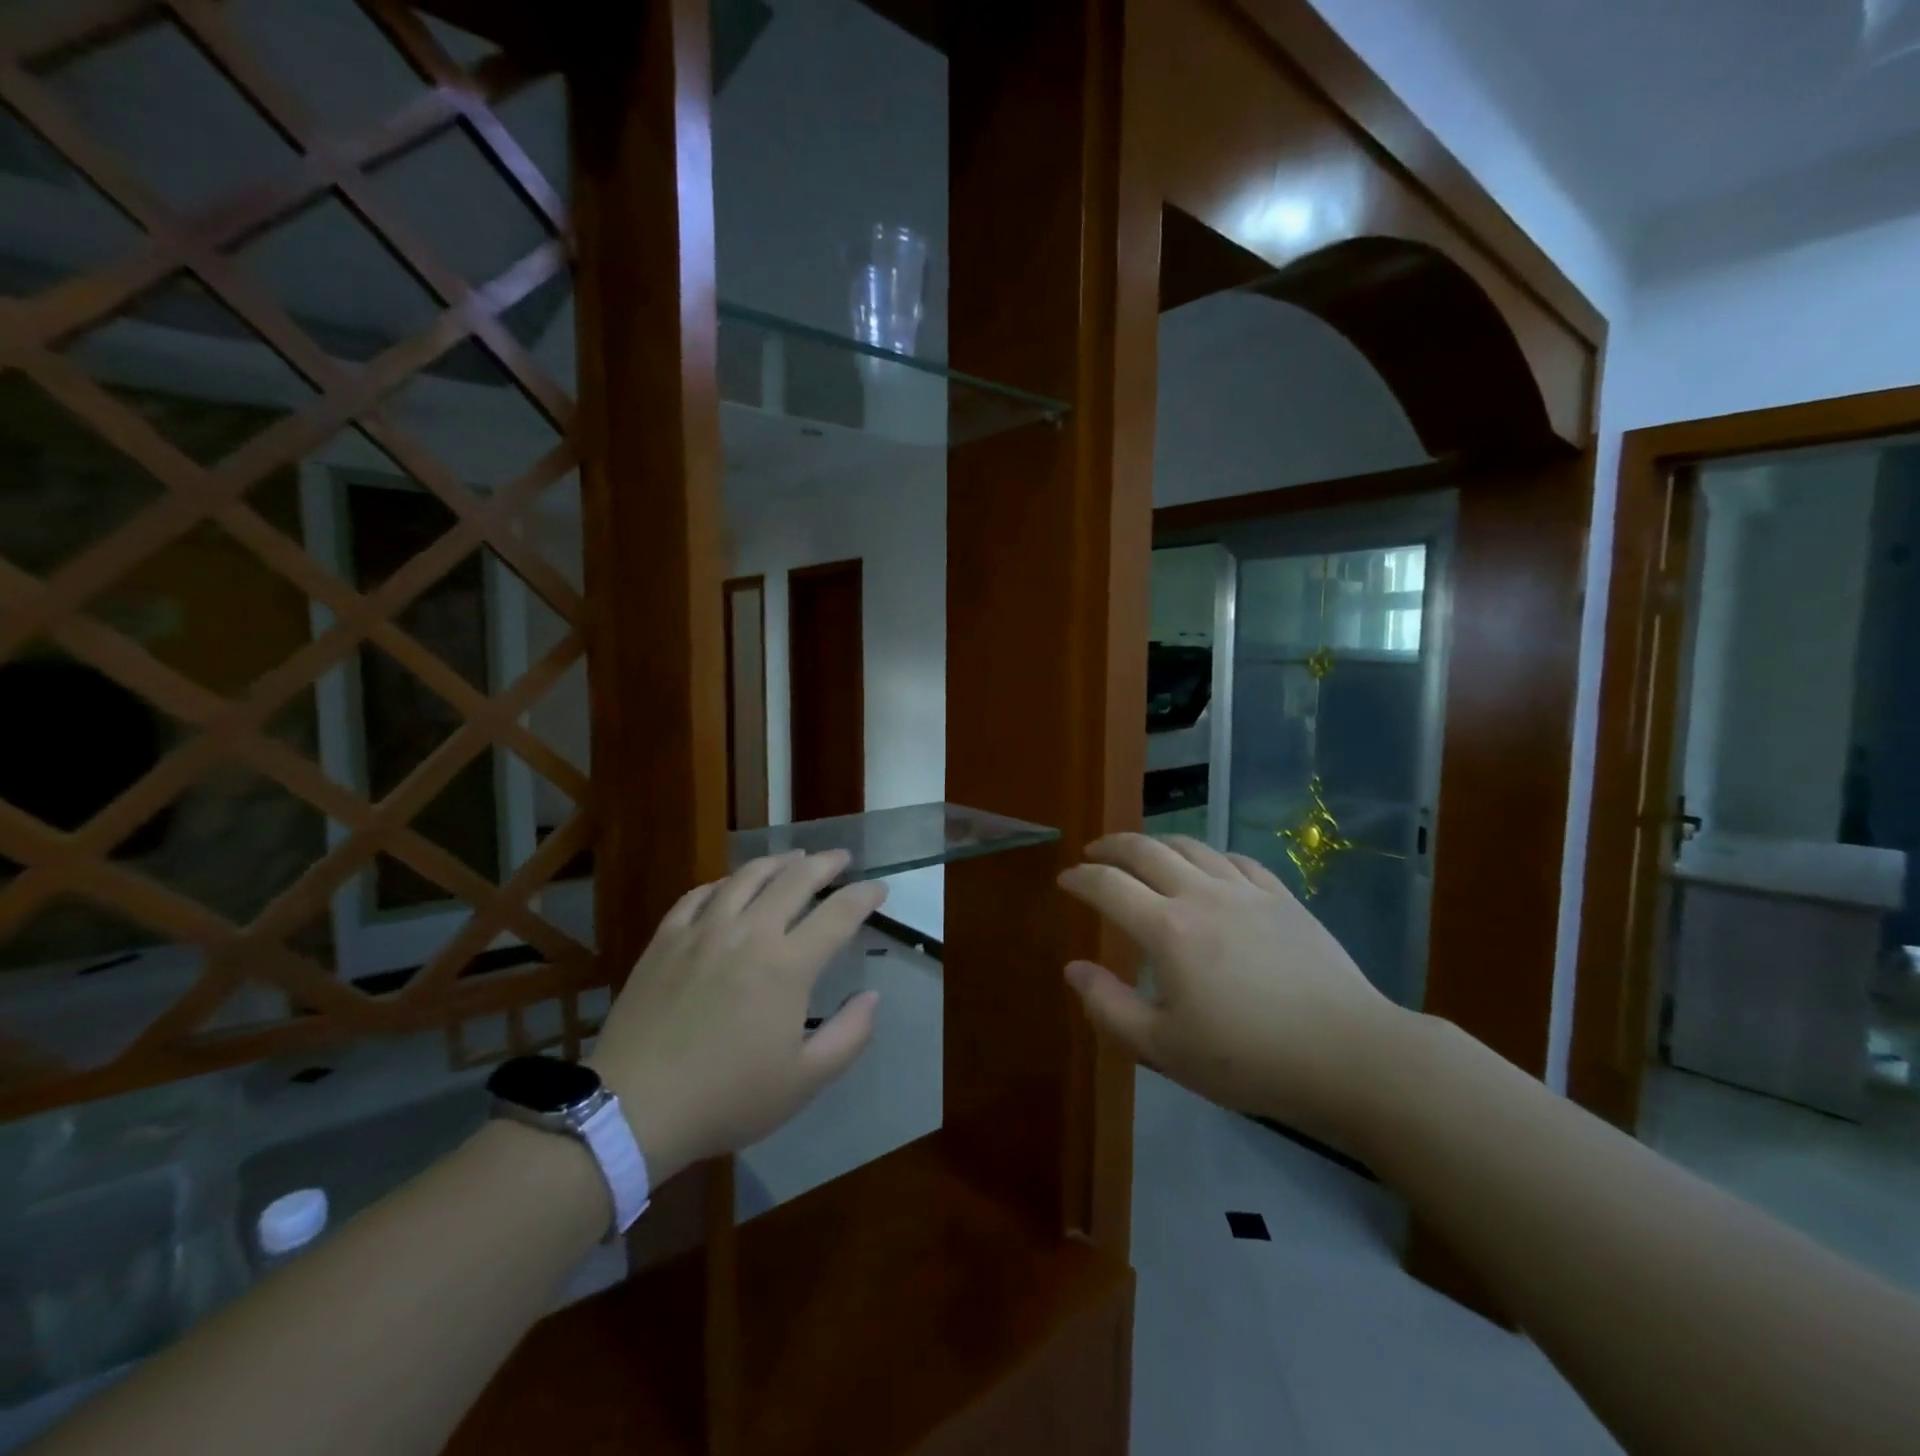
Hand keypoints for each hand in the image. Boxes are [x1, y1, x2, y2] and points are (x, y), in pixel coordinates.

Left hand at [589, 850, 885, 1184]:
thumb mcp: (805, 1081)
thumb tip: (872, 996)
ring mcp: (703, 931)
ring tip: (794, 859)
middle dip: (826, 863)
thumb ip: (849, 1035)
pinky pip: (699, 894)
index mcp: (788, 965)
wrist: (635, 1108)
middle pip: (795, 880)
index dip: (864, 895)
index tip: (879, 888)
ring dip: (778, 862)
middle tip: (842, 858)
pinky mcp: (666, 939)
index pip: (839, 913)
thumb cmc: (728, 1097)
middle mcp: (750, 933)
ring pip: (747, 877)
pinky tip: (730, 886)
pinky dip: (723, 883)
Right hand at [1058, 833, 1406, 1145]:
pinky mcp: (1282, 898)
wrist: (1348, 1054)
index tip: (1064, 879)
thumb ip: (1109, 1007)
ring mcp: (1246, 891)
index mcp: (1167, 929)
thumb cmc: (1248, 1058)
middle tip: (1093, 852)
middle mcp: (1201, 895)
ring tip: (1143, 851)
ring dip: (1157, 842)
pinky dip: (1209, 855)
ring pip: (1191, 846)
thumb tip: (1073, 968)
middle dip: (1112, 846)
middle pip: (1146, 850)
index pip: (1108, 886)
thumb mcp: (1164, 1048)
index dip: (1080, 879)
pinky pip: (1237, 860)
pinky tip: (1209, 865)